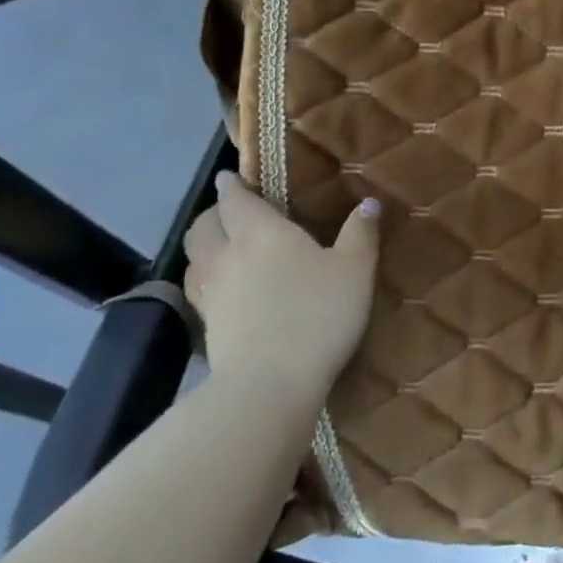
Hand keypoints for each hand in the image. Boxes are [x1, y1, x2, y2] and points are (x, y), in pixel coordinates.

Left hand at [182, 174, 380, 403]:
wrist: (269, 386)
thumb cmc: (317, 315)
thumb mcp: (354, 270)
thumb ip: (360, 233)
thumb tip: (369, 203)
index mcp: (261, 232)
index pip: (235, 199)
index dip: (231, 185)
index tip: (229, 177)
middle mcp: (228, 256)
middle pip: (203, 226)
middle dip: (213, 214)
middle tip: (231, 213)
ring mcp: (212, 294)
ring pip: (194, 259)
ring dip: (204, 247)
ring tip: (223, 249)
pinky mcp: (207, 328)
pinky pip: (198, 291)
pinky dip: (205, 280)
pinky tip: (225, 291)